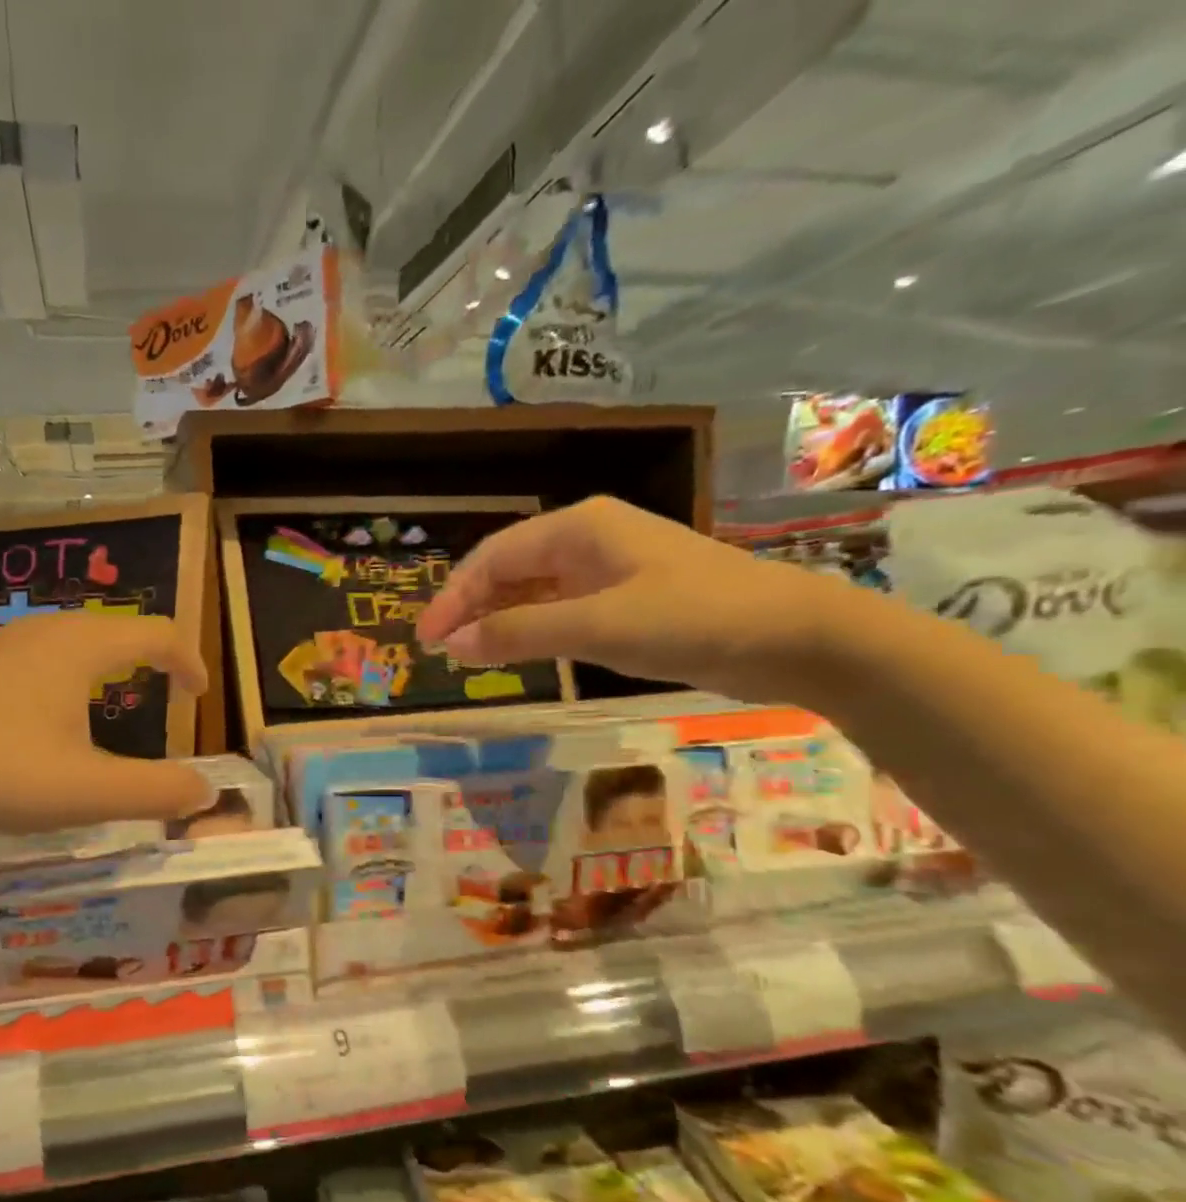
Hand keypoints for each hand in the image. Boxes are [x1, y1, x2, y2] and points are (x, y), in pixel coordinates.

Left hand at [0, 613, 214, 831]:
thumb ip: (155, 792)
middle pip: (116, 629)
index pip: (157, 632)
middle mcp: (44, 631)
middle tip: (164, 697)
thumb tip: (207, 790)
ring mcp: (1, 644)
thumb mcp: (84, 792)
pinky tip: (48, 717)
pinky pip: (41, 656)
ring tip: (115, 704)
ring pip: (75, 640)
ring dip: (108, 665)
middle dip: (150, 658)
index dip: (188, 661)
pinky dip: (69, 676)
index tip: (199, 696)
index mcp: (80, 647)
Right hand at [417, 496, 855, 702]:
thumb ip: (519, 632)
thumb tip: (452, 645)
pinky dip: (530, 630)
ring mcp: (608, 570)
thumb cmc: (692, 618)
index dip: (454, 597)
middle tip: (440, 650)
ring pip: (532, 591)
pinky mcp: (625, 600)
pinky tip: (516, 652)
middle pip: (508, 570)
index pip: (493, 557)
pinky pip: (559, 609)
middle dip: (471, 607)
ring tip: (467, 655)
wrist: (792, 637)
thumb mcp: (597, 626)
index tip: (427, 639)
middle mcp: (587, 540)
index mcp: (578, 528)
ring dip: (497, 619)